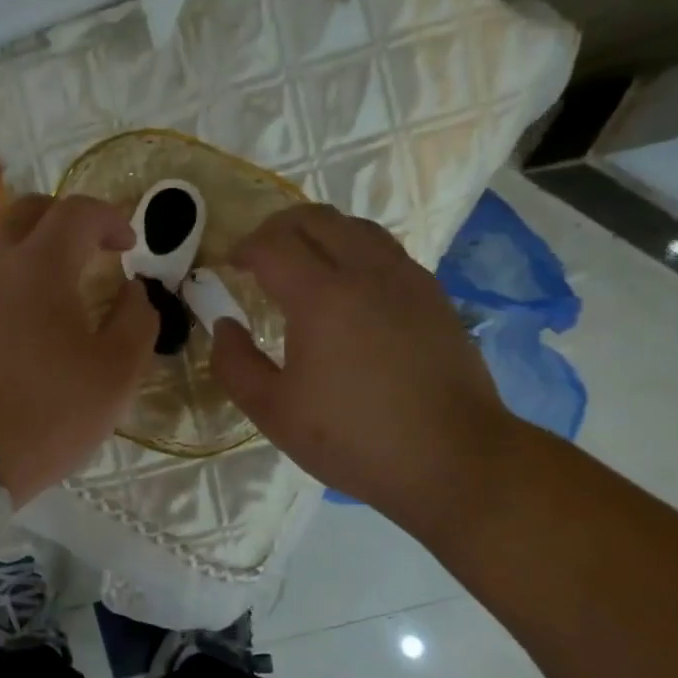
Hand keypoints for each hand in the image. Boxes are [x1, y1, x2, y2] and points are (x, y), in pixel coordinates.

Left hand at [0, 193, 157, 504]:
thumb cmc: (45, 414)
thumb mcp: (116, 374)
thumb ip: (137, 321)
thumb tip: (134, 291)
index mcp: (39, 264)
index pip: (78, 211)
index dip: (111, 219)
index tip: (129, 246)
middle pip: (30, 212)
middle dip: (68, 221)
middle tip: (93, 251)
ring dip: (34, 252)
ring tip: (58, 292)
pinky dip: (8, 284)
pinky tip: (20, 326)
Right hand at [210, 204, 515, 530]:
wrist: (453, 458)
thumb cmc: (354, 438)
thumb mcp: (274, 412)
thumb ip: (235, 364)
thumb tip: (225, 325)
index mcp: (321, 296)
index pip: (273, 244)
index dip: (244, 248)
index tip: (230, 267)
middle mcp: (366, 271)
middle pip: (316, 219)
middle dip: (278, 228)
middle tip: (259, 256)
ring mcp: (406, 278)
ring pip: (356, 227)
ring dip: (319, 233)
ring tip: (303, 263)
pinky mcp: (433, 295)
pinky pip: (385, 250)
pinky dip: (354, 250)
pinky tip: (349, 288)